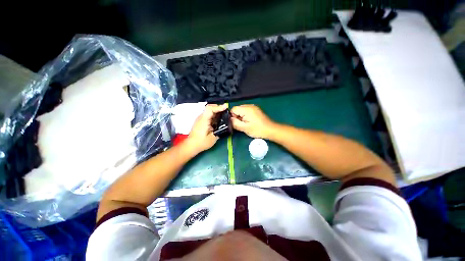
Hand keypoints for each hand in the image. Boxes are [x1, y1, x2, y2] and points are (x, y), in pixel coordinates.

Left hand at [185, 104, 227, 153]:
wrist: (191, 146)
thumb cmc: (201, 142)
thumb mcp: (213, 138)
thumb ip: (219, 131)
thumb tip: (224, 126)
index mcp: (204, 120)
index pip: (210, 109)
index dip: (218, 107)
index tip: (226, 107)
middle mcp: (201, 117)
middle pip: (209, 107)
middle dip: (218, 107)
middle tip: (225, 110)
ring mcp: (200, 119)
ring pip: (208, 111)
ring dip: (216, 111)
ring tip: (223, 114)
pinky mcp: (200, 122)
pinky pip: (207, 115)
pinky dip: (213, 114)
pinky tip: (218, 119)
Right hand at [231, 104, 275, 138]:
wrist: (270, 130)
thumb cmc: (257, 130)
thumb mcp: (244, 128)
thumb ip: (235, 123)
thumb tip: (229, 119)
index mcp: (246, 109)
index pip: (233, 109)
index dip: (232, 116)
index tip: (235, 123)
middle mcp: (249, 105)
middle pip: (237, 109)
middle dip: (236, 116)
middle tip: (241, 124)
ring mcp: (253, 107)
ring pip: (241, 110)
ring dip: (241, 116)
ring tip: (245, 123)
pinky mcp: (255, 109)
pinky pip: (246, 111)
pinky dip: (245, 116)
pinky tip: (249, 121)